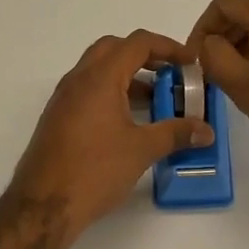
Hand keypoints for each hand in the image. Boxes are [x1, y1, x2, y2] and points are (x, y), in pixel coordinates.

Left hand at [10, 31, 215, 235]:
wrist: (43, 205)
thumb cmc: (94, 170)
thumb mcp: (142, 150)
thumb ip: (176, 133)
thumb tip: (205, 130)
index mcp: (99, 78)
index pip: (137, 43)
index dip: (168, 47)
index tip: (190, 63)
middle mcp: (78, 79)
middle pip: (114, 48)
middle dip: (145, 56)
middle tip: (170, 74)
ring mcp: (64, 98)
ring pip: (98, 70)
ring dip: (128, 76)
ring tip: (156, 100)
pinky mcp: (58, 117)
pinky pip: (88, 90)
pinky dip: (112, 92)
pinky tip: (129, 121)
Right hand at [186, 0, 248, 171]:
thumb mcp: (241, 84)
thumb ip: (214, 56)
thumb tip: (209, 44)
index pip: (224, 3)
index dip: (202, 27)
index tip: (194, 58)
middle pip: (246, 8)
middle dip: (223, 34)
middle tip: (210, 67)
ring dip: (243, 42)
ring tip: (233, 75)